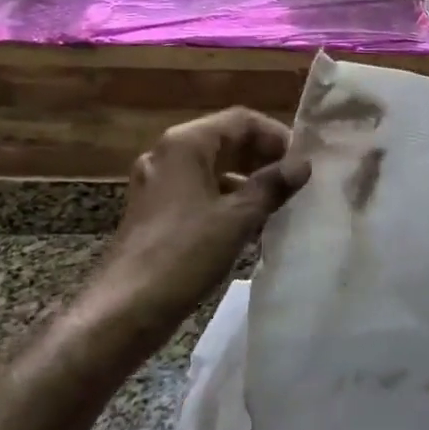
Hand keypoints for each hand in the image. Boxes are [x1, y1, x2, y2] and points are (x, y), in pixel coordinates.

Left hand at [78, 107, 310, 365]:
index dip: (276, 136)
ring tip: (279, 202)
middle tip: (296, 181)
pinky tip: (250, 224)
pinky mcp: (155, 210)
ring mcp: (158, 183)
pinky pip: (199, 190)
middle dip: (263, 157)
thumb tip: (303, 164)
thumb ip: (272, 186)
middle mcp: (168, 154)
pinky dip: (227, 198)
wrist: (125, 309)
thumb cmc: (184, 254)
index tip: (303, 162)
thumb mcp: (238, 218)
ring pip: (212, 167)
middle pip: (225, 140)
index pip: (241, 120)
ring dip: (247, 179)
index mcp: (185, 144)